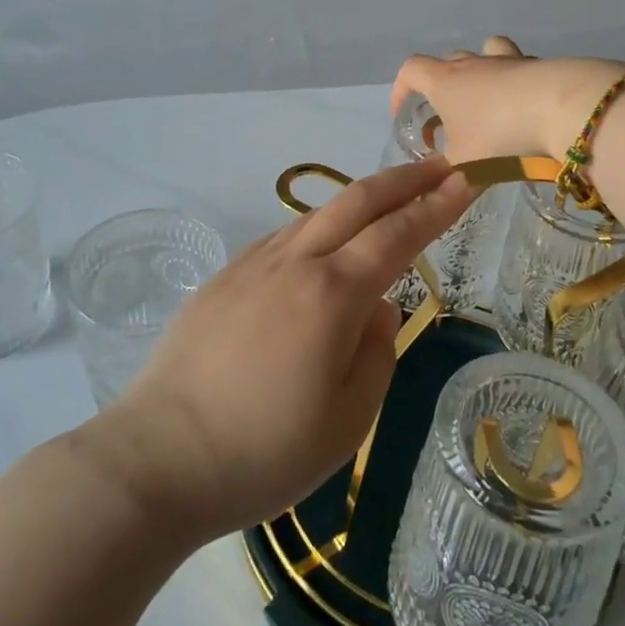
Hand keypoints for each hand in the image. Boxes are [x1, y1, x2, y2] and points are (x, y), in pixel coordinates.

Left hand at [88, 159, 475, 547]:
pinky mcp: (224, 278)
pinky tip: (323, 247)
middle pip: (357, 200)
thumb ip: (377, 352)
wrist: (158, 458)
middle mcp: (295, 262)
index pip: (398, 233)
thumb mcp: (347, 418)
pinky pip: (284, 237)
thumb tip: (377, 308)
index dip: (436, 204)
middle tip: (438, 167)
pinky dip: (318, 227)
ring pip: (318, 214)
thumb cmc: (264, 451)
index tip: (466, 179)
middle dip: (404, 178)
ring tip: (388, 204)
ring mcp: (253, 264)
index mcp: (333, 294)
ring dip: (360, 200)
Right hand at [390, 36, 624, 162]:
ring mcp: (507, 61)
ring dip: (482, 72)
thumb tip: (438, 187)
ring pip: (486, 52)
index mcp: (444, 81)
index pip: (410, 70)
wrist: (560, 107)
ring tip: (488, 102)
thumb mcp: (465, 164)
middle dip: (442, 84)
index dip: (401, 88)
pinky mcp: (538, 66)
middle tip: (449, 114)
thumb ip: (448, 174)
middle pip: (448, 61)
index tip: (404, 111)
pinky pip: (519, 67)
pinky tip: (525, 107)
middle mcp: (473, 63)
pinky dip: (516, 82)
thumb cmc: (498, 134)